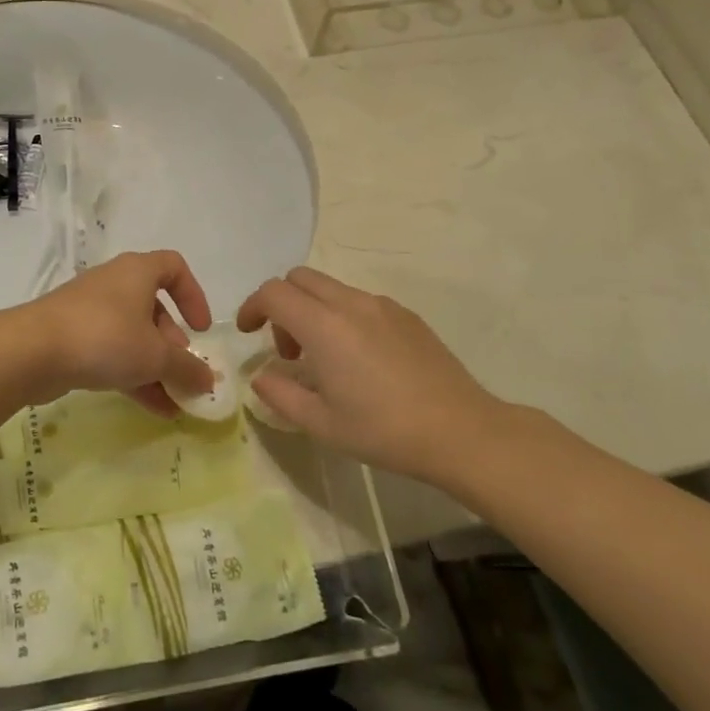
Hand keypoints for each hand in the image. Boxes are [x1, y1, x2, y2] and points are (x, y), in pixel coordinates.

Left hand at [23, 250, 214, 414]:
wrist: (32, 351)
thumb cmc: (105, 338)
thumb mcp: (155, 356)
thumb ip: (187, 367)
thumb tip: (209, 379)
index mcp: (137, 272)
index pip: (173, 267)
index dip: (193, 295)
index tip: (201, 329)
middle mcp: (113, 284)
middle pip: (153, 307)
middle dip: (172, 343)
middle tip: (182, 372)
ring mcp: (89, 311)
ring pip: (131, 334)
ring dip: (154, 366)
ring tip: (173, 401)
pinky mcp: (71, 337)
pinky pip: (110, 352)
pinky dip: (132, 374)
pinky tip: (151, 408)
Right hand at [236, 266, 523, 487]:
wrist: (461, 431)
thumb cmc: (383, 430)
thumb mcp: (320, 423)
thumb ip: (280, 395)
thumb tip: (261, 376)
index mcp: (323, 326)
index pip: (273, 292)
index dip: (252, 307)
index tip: (248, 333)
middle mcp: (350, 304)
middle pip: (299, 278)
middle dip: (281, 304)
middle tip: (287, 348)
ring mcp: (382, 306)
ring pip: (331, 288)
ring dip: (312, 310)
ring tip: (324, 358)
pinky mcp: (406, 315)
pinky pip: (360, 301)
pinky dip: (342, 316)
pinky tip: (360, 360)